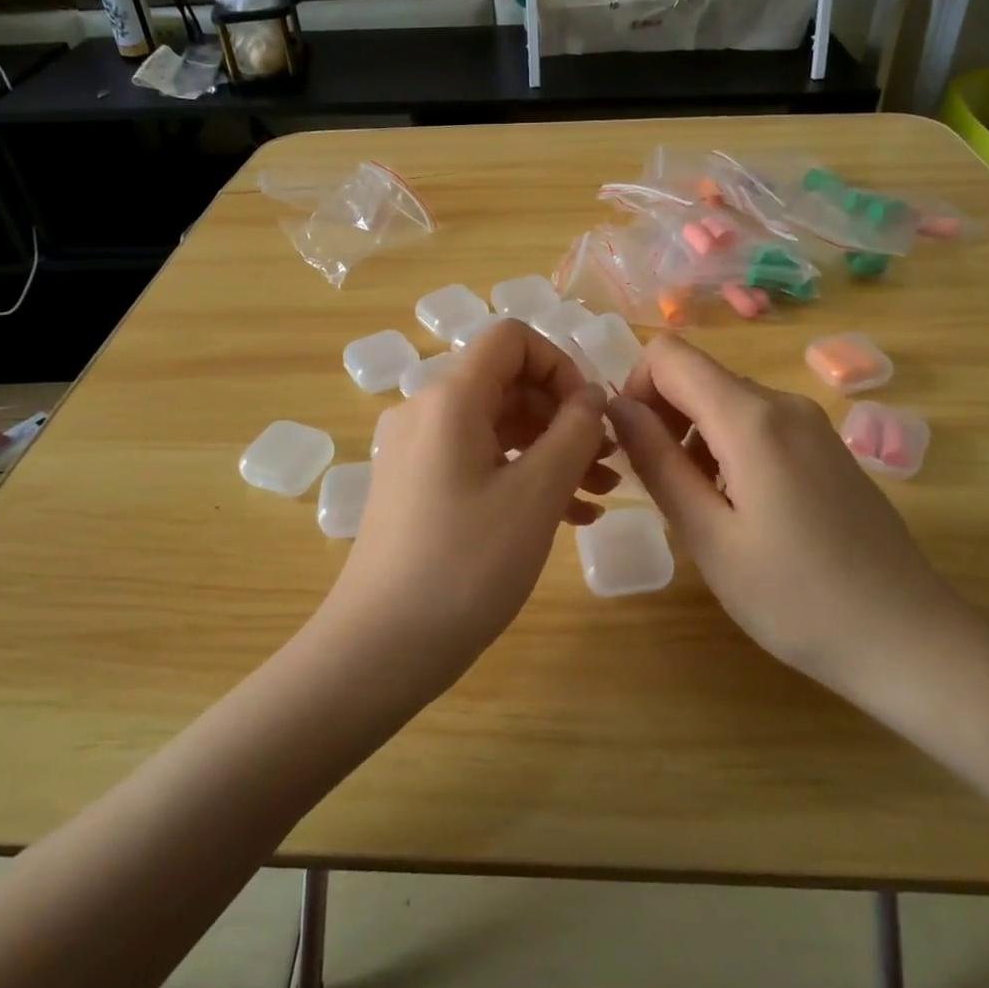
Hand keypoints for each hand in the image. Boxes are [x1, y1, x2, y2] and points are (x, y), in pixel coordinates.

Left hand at [324, 320, 614, 682]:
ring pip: (498, 427)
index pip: (512, 339)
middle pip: (507, 384)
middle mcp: (427, 411)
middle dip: (564, 416)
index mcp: (450, 398)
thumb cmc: (466, 565)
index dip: (560, 365)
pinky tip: (568, 516)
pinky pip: (479, 461)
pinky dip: (523, 476)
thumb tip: (591, 396)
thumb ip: (574, 432)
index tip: (591, 415)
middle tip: (609, 462)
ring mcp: (417, 451)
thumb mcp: (535, 495)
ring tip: (600, 494)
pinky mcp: (417, 487)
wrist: (379, 648)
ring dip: (552, 451)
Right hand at [608, 334, 961, 696]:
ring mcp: (811, 424)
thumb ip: (657, 461)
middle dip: (662, 418)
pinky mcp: (826, 447)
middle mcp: (783, 403)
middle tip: (659, 488)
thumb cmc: (795, 597)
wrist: (908, 639)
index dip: (634, 388)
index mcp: (751, 418)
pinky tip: (741, 509)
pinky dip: (727, 449)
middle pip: (698, 377)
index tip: (631, 447)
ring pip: (726, 402)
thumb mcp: (708, 535)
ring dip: (693, 438)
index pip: (669, 356)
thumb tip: (615, 405)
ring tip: (700, 507)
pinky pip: (758, 425)